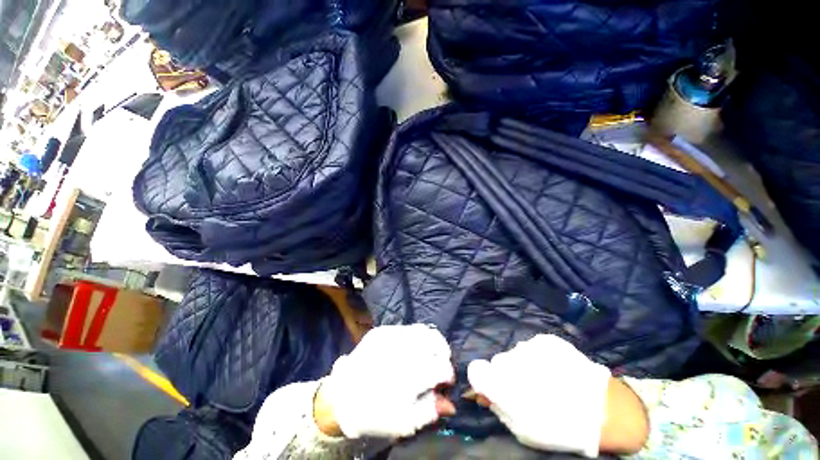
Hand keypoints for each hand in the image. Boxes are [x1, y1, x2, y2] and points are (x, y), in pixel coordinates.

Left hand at [314, 324, 455, 438]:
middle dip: (443, 351)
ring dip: (431, 341)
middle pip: (435, 340)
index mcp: (410, 377)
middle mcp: (402, 351)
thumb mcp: (404, 423)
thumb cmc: (374, 414)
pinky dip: (415, 338)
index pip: (441, 367)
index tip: (446, 381)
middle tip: (440, 362)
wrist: (342, 397)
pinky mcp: (381, 331)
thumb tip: (450, 403)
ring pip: (422, 330)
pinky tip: (411, 349)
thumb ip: (430, 411)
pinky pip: (407, 328)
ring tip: (428, 353)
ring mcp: (390, 336)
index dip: (448, 373)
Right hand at [467, 334, 645, 456]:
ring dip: (524, 365)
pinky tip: (556, 370)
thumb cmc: (559, 427)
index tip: (493, 386)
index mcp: (502, 383)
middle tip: (528, 389)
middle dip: (508, 374)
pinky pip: (533, 347)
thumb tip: (482, 395)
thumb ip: (498, 408)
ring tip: (547, 380)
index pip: (476, 370)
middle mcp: (510, 359)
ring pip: (516, 354)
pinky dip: (539, 357)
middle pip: (499, 362)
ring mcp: (528, 346)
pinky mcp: (545, 339)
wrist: (602, 410)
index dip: (483, 378)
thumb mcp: (523, 430)